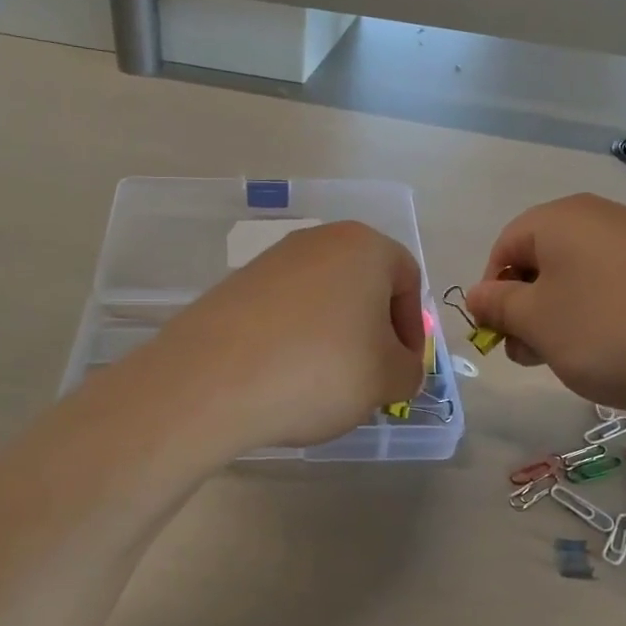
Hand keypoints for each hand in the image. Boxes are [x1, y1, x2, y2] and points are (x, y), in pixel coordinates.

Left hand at [147, 221, 426, 451]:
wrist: (213, 379)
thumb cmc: (321, 369)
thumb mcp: (387, 379)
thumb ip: (409, 370)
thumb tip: (398, 367)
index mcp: (364, 246)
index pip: (409, 280)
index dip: (413, 329)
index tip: (401, 369)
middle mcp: (318, 241)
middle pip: (363, 286)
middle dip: (373, 333)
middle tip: (368, 379)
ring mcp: (272, 261)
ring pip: (322, 300)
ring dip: (333, 338)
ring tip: (322, 384)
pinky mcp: (236, 286)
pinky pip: (284, 312)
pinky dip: (294, 340)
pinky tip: (284, 377)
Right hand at [465, 194, 625, 409]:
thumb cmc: (611, 331)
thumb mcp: (537, 324)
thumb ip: (497, 306)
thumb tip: (476, 294)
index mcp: (558, 219)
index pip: (503, 249)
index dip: (491, 294)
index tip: (501, 337)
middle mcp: (599, 216)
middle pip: (541, 261)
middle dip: (527, 310)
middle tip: (533, 356)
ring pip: (579, 275)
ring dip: (563, 316)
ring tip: (576, 359)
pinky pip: (617, 283)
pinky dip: (603, 314)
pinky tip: (619, 348)